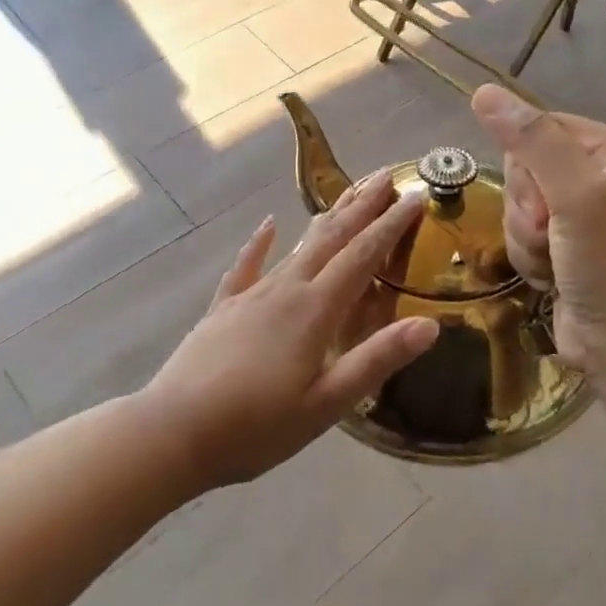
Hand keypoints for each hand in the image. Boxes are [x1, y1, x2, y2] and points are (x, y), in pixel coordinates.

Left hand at [144, 174, 439, 491]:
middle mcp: (285, 290)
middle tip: (386, 176)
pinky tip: (266, 226)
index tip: (415, 195)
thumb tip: (430, 324)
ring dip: (325, 220)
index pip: (363, 257)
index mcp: (315, 311)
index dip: (391, 225)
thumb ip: (376, 360)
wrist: (175, 429)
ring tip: (346, 197)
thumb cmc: (257, 426)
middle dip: (361, 207)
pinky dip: (259, 244)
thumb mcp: (327, 404)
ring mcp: (250, 296)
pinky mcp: (223, 308)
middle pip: (330, 239)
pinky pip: (246, 266)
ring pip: (296, 247)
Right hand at [471, 84, 605, 378]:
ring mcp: (583, 214)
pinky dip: (528, 257)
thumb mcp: (578, 198)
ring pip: (517, 205)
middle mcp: (601, 176)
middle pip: (524, 168)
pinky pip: (521, 234)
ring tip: (553, 262)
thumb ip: (532, 142)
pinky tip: (550, 278)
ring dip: (524, 238)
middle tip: (551, 236)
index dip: (527, 167)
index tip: (545, 204)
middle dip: (527, 209)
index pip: (540, 129)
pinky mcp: (565, 246)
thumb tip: (483, 91)